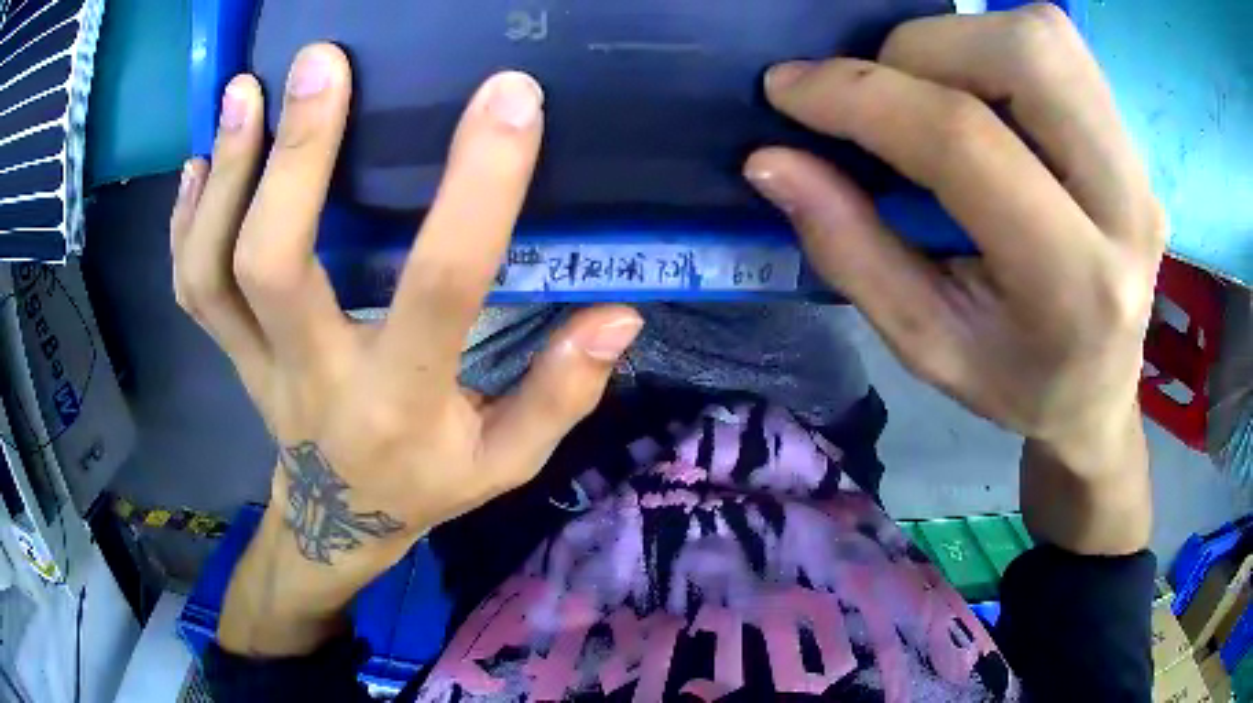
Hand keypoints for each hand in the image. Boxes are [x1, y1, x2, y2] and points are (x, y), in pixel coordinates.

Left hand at [170, 44, 641, 653]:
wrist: (336, 526)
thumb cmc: (424, 487)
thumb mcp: (507, 463)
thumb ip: (561, 393)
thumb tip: (618, 315)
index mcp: (399, 402)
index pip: (440, 287)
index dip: (477, 189)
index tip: (509, 98)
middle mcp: (313, 375)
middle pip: (274, 263)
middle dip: (295, 155)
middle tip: (320, 64)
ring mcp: (255, 362)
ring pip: (212, 271)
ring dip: (224, 176)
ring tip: (243, 90)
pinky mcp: (229, 352)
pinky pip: (190, 287)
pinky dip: (186, 220)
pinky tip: (200, 161)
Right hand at [745, 5, 1162, 552]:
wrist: (1102, 390)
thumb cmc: (1018, 383)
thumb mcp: (927, 347)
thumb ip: (851, 251)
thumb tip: (771, 160)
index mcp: (1075, 284)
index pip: (965, 142)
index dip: (861, 97)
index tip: (788, 89)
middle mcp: (1124, 206)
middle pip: (1024, 55)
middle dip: (922, 52)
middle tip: (885, 98)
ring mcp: (1138, 164)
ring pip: (1043, 35)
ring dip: (961, 42)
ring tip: (932, 95)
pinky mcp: (1133, 139)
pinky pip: (1058, 46)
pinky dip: (996, 48)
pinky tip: (981, 96)